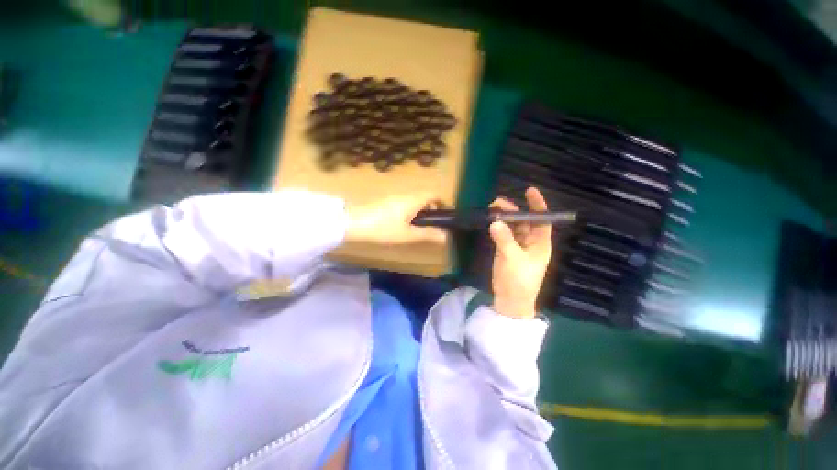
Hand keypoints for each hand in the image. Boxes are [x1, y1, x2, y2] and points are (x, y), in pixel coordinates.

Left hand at [344, 193, 447, 246]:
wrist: (353, 223)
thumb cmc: (383, 229)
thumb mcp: (407, 234)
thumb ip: (427, 234)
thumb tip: (446, 236)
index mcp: (414, 200)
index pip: (434, 194)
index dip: (442, 203)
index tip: (446, 216)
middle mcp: (405, 195)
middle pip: (424, 197)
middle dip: (432, 209)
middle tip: (434, 225)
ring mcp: (394, 197)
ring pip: (414, 201)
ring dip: (421, 211)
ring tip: (420, 228)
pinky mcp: (385, 202)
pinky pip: (404, 203)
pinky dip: (410, 211)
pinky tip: (404, 225)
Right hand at [489, 187, 553, 319]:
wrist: (510, 300)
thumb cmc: (519, 280)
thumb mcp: (513, 259)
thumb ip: (504, 240)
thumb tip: (494, 222)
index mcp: (540, 243)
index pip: (542, 220)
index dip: (538, 204)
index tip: (529, 190)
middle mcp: (530, 242)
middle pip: (524, 221)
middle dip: (513, 211)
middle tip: (496, 203)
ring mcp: (517, 246)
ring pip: (512, 227)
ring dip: (503, 219)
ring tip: (490, 210)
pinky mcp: (506, 251)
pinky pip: (503, 235)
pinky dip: (497, 228)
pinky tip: (490, 222)